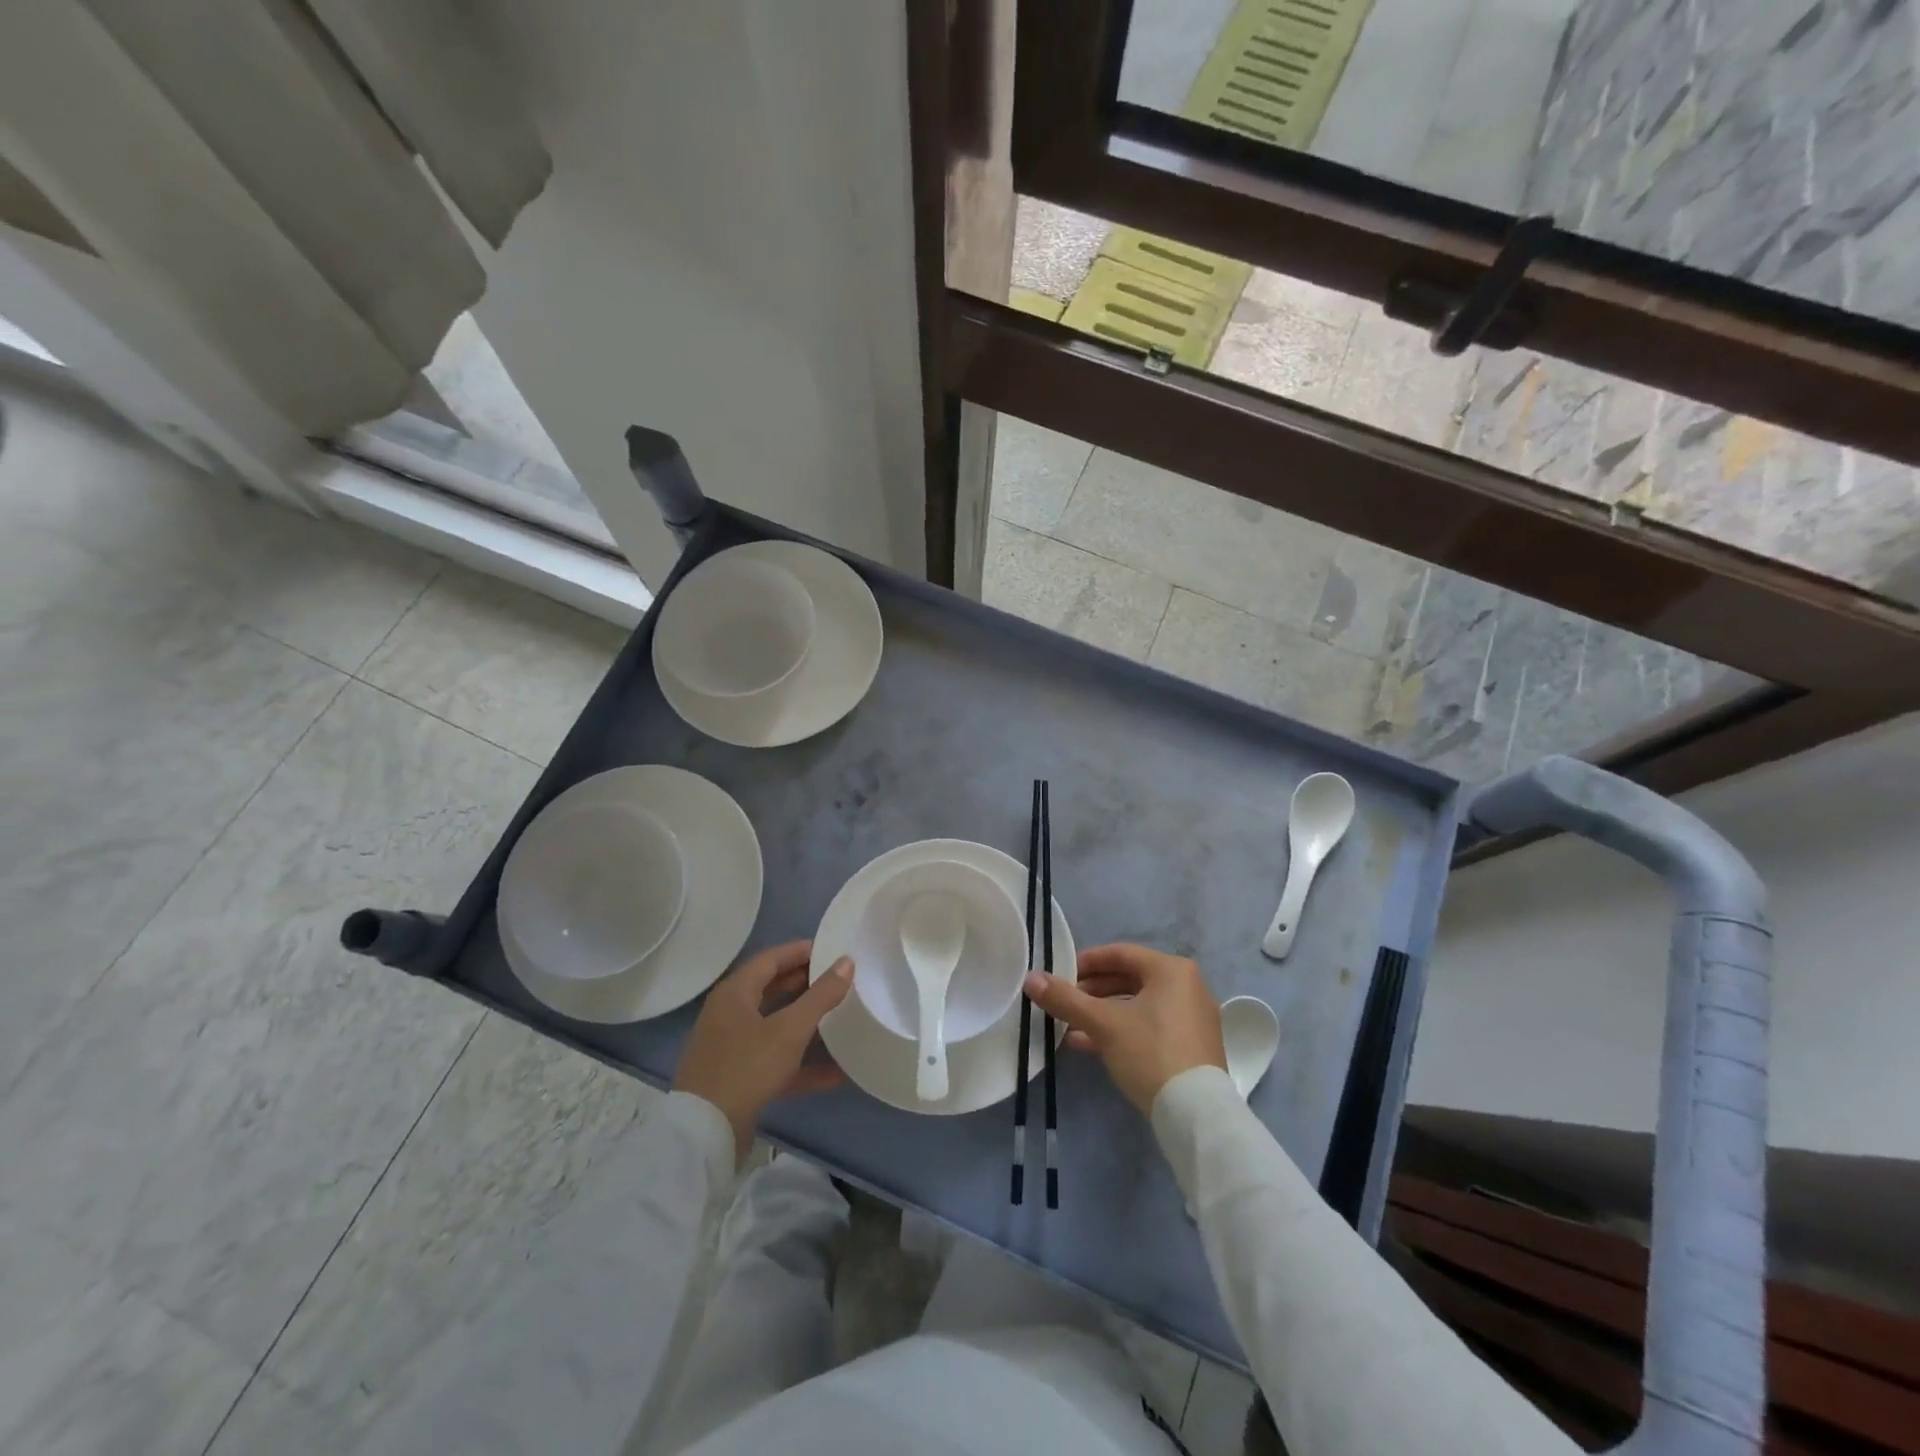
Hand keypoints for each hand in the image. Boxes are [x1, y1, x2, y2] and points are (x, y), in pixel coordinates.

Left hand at [673, 941, 852, 1160]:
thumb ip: (821, 995)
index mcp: (734, 993)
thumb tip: (847, 962)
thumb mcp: (789, 1030)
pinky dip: (800, 1063)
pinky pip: (774, 1061)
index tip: (832, 949)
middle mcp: (729, 1014)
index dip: (800, 951)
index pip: (770, 959)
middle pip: (771, 989)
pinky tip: (833, 1073)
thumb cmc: (746, 1068)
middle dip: (805, 984)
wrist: (705, 1134)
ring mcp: (732, 1047)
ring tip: (839, 1017)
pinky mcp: (738, 1078)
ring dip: (805, 1023)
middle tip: (839, 980)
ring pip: (774, 1025)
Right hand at [1022, 943, 1225, 1113]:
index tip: (1060, 975)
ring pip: (1138, 1005)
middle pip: (1129, 979)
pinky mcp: (1191, 1046)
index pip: (1120, 954)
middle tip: (1064, 1002)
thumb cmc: (1150, 1053)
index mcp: (1172, 970)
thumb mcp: (1103, 1024)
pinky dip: (1122, 1030)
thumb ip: (1066, 999)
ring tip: (1070, 1026)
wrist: (1196, 1115)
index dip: (1086, 962)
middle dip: (1092, 991)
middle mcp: (1187, 986)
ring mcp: (1192, 1018)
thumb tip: (1030, 978)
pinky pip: (1150, 1026)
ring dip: (1103, 1013)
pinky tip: (1090, 1045)